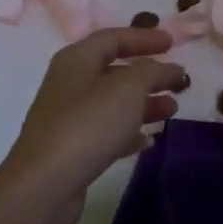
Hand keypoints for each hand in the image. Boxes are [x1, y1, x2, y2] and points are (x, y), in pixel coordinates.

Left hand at [0, 27, 186, 223]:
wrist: (44, 185)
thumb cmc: (88, 124)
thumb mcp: (128, 89)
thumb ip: (152, 71)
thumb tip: (169, 68)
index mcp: (77, 59)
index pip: (114, 38)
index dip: (144, 38)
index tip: (173, 42)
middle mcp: (70, 83)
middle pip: (114, 70)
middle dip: (149, 74)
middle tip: (179, 80)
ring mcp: (68, 117)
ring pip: (113, 102)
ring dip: (144, 103)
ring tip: (172, 110)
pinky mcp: (71, 148)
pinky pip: (106, 131)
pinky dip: (129, 131)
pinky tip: (148, 139)